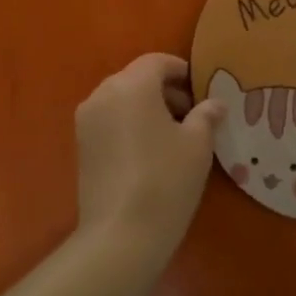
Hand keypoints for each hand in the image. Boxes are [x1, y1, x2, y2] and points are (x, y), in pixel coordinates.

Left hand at [74, 53, 224, 253]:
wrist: (121, 233)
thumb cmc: (166, 179)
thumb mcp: (198, 144)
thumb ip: (206, 115)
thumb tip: (214, 104)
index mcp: (132, 85)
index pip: (158, 62)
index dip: (182, 71)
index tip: (202, 91)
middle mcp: (103, 94)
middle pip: (137, 78)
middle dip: (165, 90)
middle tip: (192, 115)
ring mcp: (87, 121)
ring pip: (122, 100)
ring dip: (147, 108)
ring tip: (173, 136)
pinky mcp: (81, 146)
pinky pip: (110, 120)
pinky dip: (130, 124)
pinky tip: (150, 152)